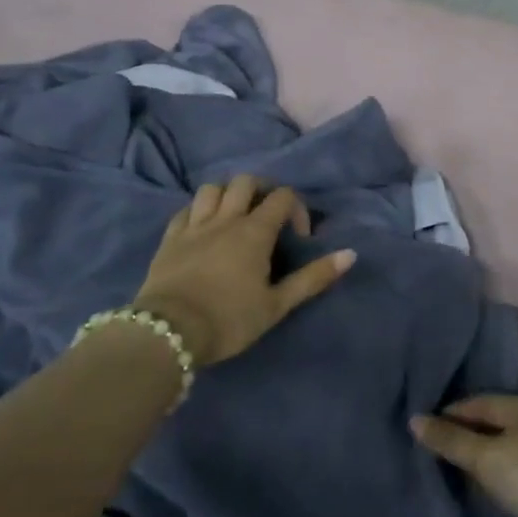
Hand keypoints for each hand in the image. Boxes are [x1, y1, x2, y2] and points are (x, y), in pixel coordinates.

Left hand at [133, 175, 354, 368]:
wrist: (167, 334)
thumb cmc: (228, 319)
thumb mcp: (277, 305)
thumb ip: (313, 278)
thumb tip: (350, 254)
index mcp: (255, 231)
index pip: (282, 196)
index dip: (296, 209)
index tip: (298, 237)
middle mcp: (226, 219)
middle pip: (246, 182)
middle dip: (262, 191)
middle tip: (268, 215)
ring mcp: (194, 226)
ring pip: (212, 189)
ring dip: (227, 195)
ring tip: (234, 216)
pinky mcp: (169, 239)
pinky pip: (185, 211)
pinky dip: (198, 211)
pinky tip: (202, 228)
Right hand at [412, 393, 517, 516]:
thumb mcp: (484, 456)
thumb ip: (450, 440)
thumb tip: (414, 420)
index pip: (477, 402)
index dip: (449, 414)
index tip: (423, 429)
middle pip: (489, 424)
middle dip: (462, 436)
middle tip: (430, 450)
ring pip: (501, 450)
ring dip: (478, 459)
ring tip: (447, 470)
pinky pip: (510, 472)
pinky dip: (493, 477)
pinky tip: (478, 489)